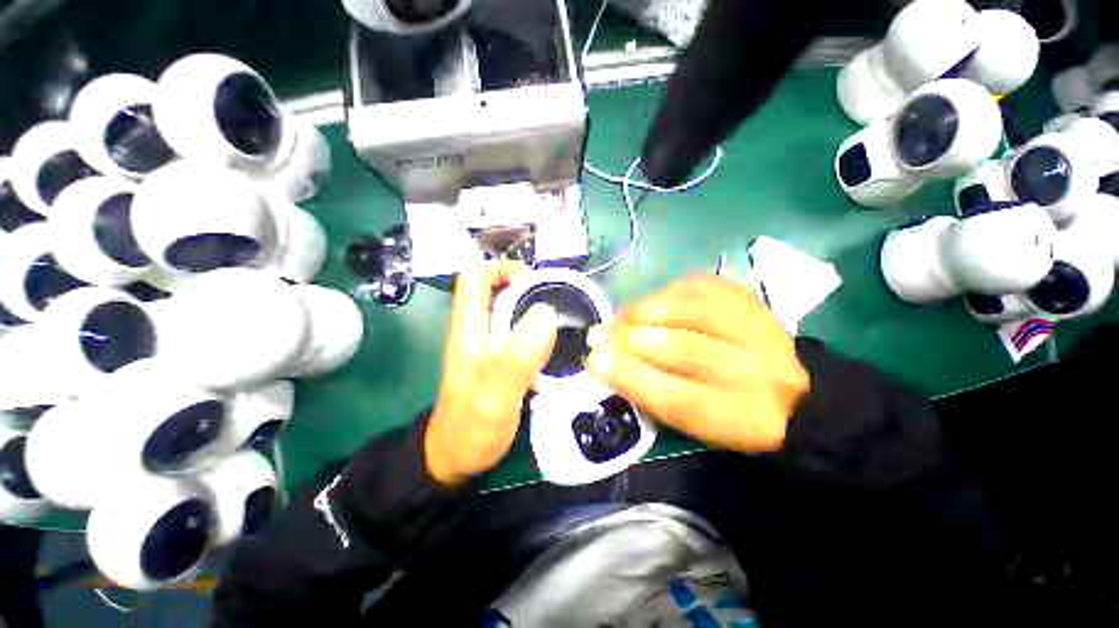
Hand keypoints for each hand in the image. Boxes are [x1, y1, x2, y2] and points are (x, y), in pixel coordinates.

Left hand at [425, 262, 558, 485]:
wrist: (455, 460)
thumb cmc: (470, 429)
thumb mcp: (494, 395)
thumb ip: (518, 356)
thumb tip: (546, 312)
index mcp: (468, 330)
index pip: (475, 279)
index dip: (502, 270)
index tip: (536, 282)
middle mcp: (477, 331)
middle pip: (498, 291)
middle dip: (529, 289)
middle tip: (561, 303)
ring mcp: (489, 346)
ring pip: (511, 312)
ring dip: (536, 310)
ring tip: (565, 320)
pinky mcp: (501, 359)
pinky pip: (521, 333)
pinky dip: (538, 330)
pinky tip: (556, 343)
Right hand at [585, 274, 808, 453]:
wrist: (796, 393)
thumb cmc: (730, 415)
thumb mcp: (692, 424)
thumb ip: (650, 393)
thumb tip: (603, 362)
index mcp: (740, 416)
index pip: (677, 396)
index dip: (630, 376)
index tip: (595, 361)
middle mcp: (755, 370)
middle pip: (683, 348)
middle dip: (631, 339)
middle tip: (600, 336)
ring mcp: (757, 327)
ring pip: (690, 309)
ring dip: (644, 311)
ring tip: (620, 319)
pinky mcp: (748, 297)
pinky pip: (698, 286)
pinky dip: (665, 293)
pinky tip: (651, 303)